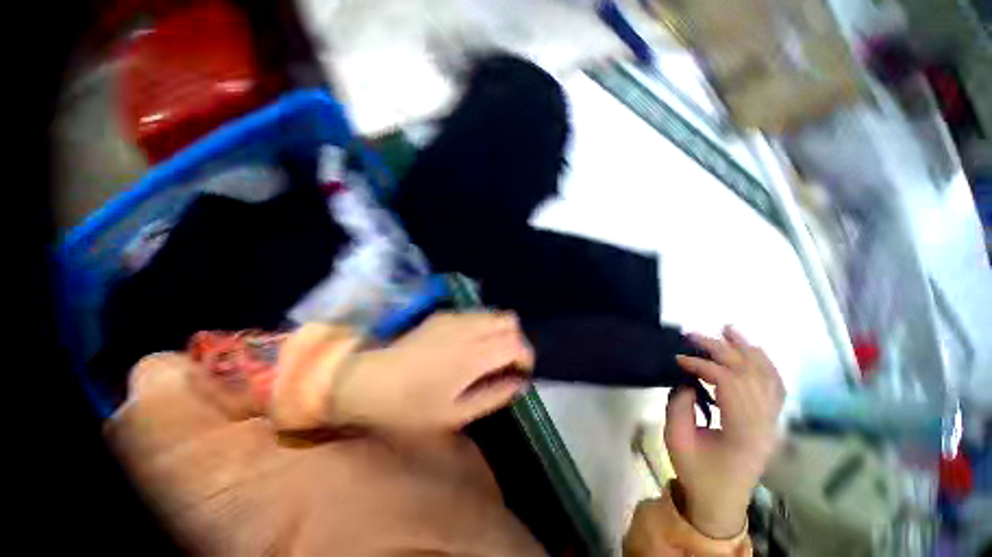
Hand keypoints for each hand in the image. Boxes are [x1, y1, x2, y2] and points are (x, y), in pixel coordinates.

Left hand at [333, 312, 533, 430]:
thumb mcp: (455, 414)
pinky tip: (470, 345)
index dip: (526, 357)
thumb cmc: (409, 406)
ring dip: (500, 332)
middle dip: (516, 341)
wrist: (366, 379)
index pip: (516, 343)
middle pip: (509, 321)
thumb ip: (493, 396)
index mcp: (474, 354)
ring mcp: (455, 317)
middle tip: (507, 364)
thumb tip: (519, 384)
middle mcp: (469, 328)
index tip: (521, 374)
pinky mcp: (443, 315)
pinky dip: (484, 326)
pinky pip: (476, 314)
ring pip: (494, 314)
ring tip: (489, 355)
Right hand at [665, 326, 784, 538]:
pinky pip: (775, 386)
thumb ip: (679, 404)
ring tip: (728, 330)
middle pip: (749, 374)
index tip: (678, 358)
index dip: (702, 365)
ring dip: (747, 350)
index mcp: (744, 432)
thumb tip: (686, 379)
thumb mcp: (677, 439)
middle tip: (693, 336)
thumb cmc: (696, 472)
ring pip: (768, 376)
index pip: (729, 383)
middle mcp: (766, 424)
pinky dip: (764, 365)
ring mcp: (773, 423)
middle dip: (721, 349)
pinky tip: (752, 351)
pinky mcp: (771, 422)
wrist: (720, 501)